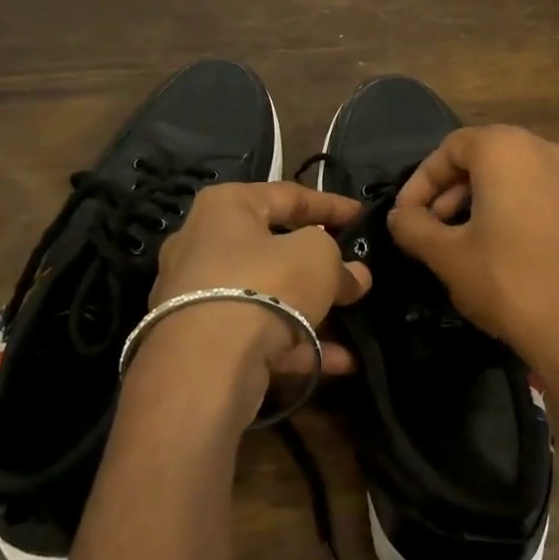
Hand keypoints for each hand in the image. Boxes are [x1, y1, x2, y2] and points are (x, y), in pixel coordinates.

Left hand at [149, 181, 371, 380]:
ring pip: (267, 297)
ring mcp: (196, 296)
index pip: (288, 195)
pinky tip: (339, 361)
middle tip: (354, 275)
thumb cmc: (266, 285)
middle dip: (319, 266)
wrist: (206, 364)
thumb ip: (339, 261)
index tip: (362, 216)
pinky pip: (256, 333)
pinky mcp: (199, 340)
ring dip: (313, 311)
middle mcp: (202, 244)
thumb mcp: (318, 257)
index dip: (331, 205)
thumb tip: (354, 276)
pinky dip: (296, 343)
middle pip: (274, 249)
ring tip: (352, 325)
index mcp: (225, 207)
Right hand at [389, 126, 558, 375]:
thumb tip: (400, 216)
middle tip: (433, 227)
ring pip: (519, 179)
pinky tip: (511, 255)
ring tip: (467, 242)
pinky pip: (546, 201)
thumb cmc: (507, 282)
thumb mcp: (446, 256)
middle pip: (488, 157)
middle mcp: (548, 153)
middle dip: (452, 190)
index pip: (452, 147)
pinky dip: (520, 215)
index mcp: (508, 151)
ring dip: (485, 202)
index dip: (421, 180)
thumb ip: (413, 227)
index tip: (406, 215)